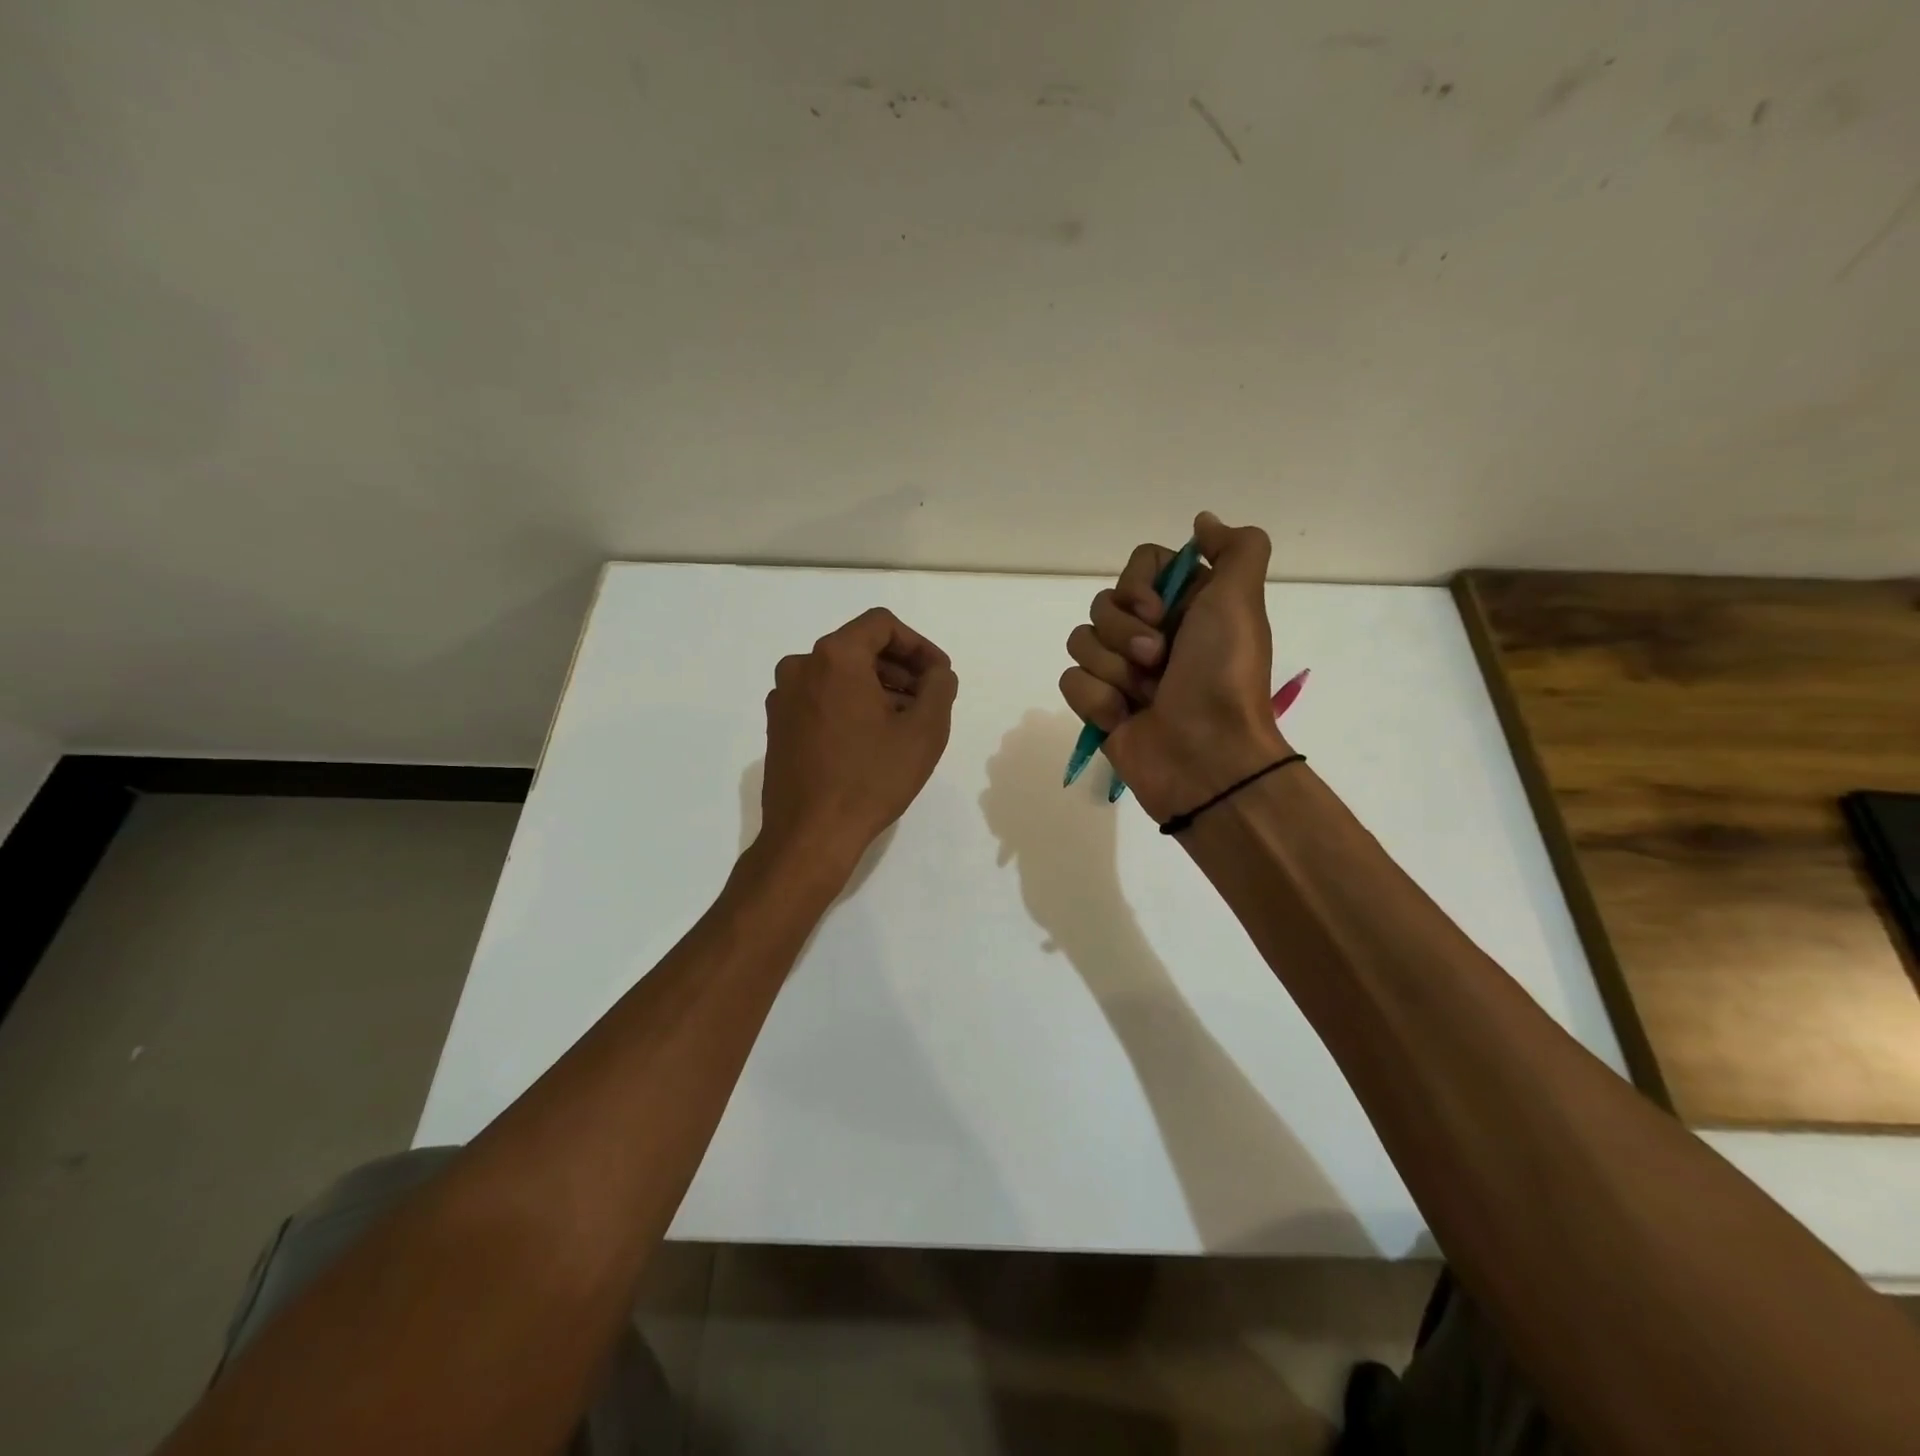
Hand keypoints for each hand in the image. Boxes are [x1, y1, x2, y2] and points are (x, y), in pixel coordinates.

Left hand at [759, 607, 958, 881]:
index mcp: (835, 657)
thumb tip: (936, 673)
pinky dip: (850, 706)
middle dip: (899, 669)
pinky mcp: (777, 725)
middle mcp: (801, 666)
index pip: (882, 625)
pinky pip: (821, 698)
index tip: (938, 676)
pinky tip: (871, 740)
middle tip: (927, 701)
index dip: (919, 645)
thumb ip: (939, 688)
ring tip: (903, 724)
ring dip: (877, 689)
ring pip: (840, 675)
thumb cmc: (871, 779)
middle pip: (859, 648)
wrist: (810, 835)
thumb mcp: (924, 731)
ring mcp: (783, 697)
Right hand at [1058, 511, 1286, 821]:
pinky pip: (1071, 680)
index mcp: (1185, 606)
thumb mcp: (1240, 602)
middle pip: (1103, 603)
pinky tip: (1123, 719)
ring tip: (1143, 696)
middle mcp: (1152, 632)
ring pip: (1081, 641)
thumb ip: (1235, 549)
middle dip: (1125, 634)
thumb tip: (1203, 522)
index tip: (1158, 611)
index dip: (1140, 586)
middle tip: (1157, 661)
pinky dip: (1097, 700)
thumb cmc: (1223, 677)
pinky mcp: (1099, 705)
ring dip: (1112, 670)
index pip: (1139, 565)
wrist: (1205, 759)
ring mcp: (1122, 671)